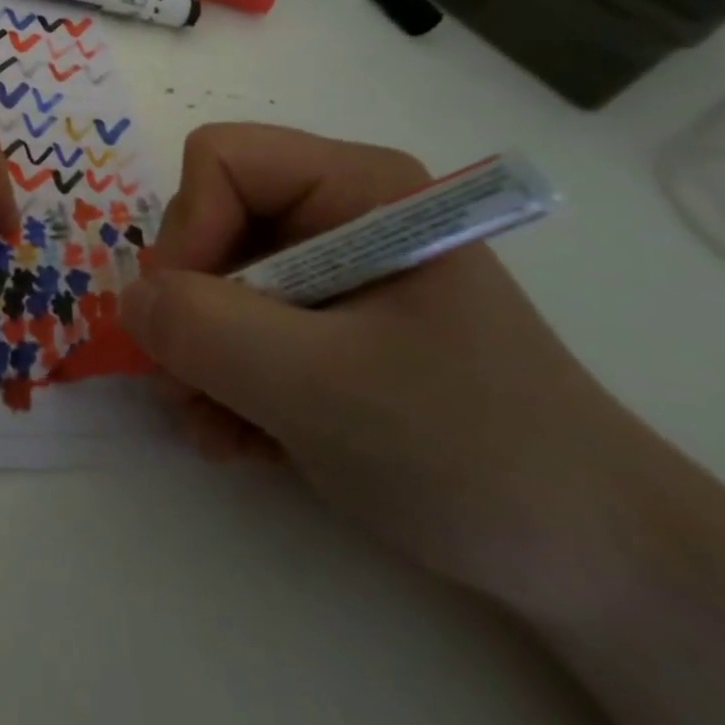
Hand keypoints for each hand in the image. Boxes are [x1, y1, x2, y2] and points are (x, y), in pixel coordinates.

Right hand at [119, 123, 658, 615]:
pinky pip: (233, 324)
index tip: (193, 318)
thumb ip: (207, 331)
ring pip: (209, 280)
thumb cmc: (472, 451)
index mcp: (357, 187)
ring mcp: (326, 269)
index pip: (221, 159)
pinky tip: (247, 438)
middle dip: (190, 309)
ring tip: (222, 428)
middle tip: (197, 386)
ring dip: (198, 358)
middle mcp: (335, 212)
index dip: (190, 229)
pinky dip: (222, 381)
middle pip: (207, 221)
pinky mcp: (320, 321)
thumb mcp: (324, 388)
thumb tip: (129, 299)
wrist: (595, 564)